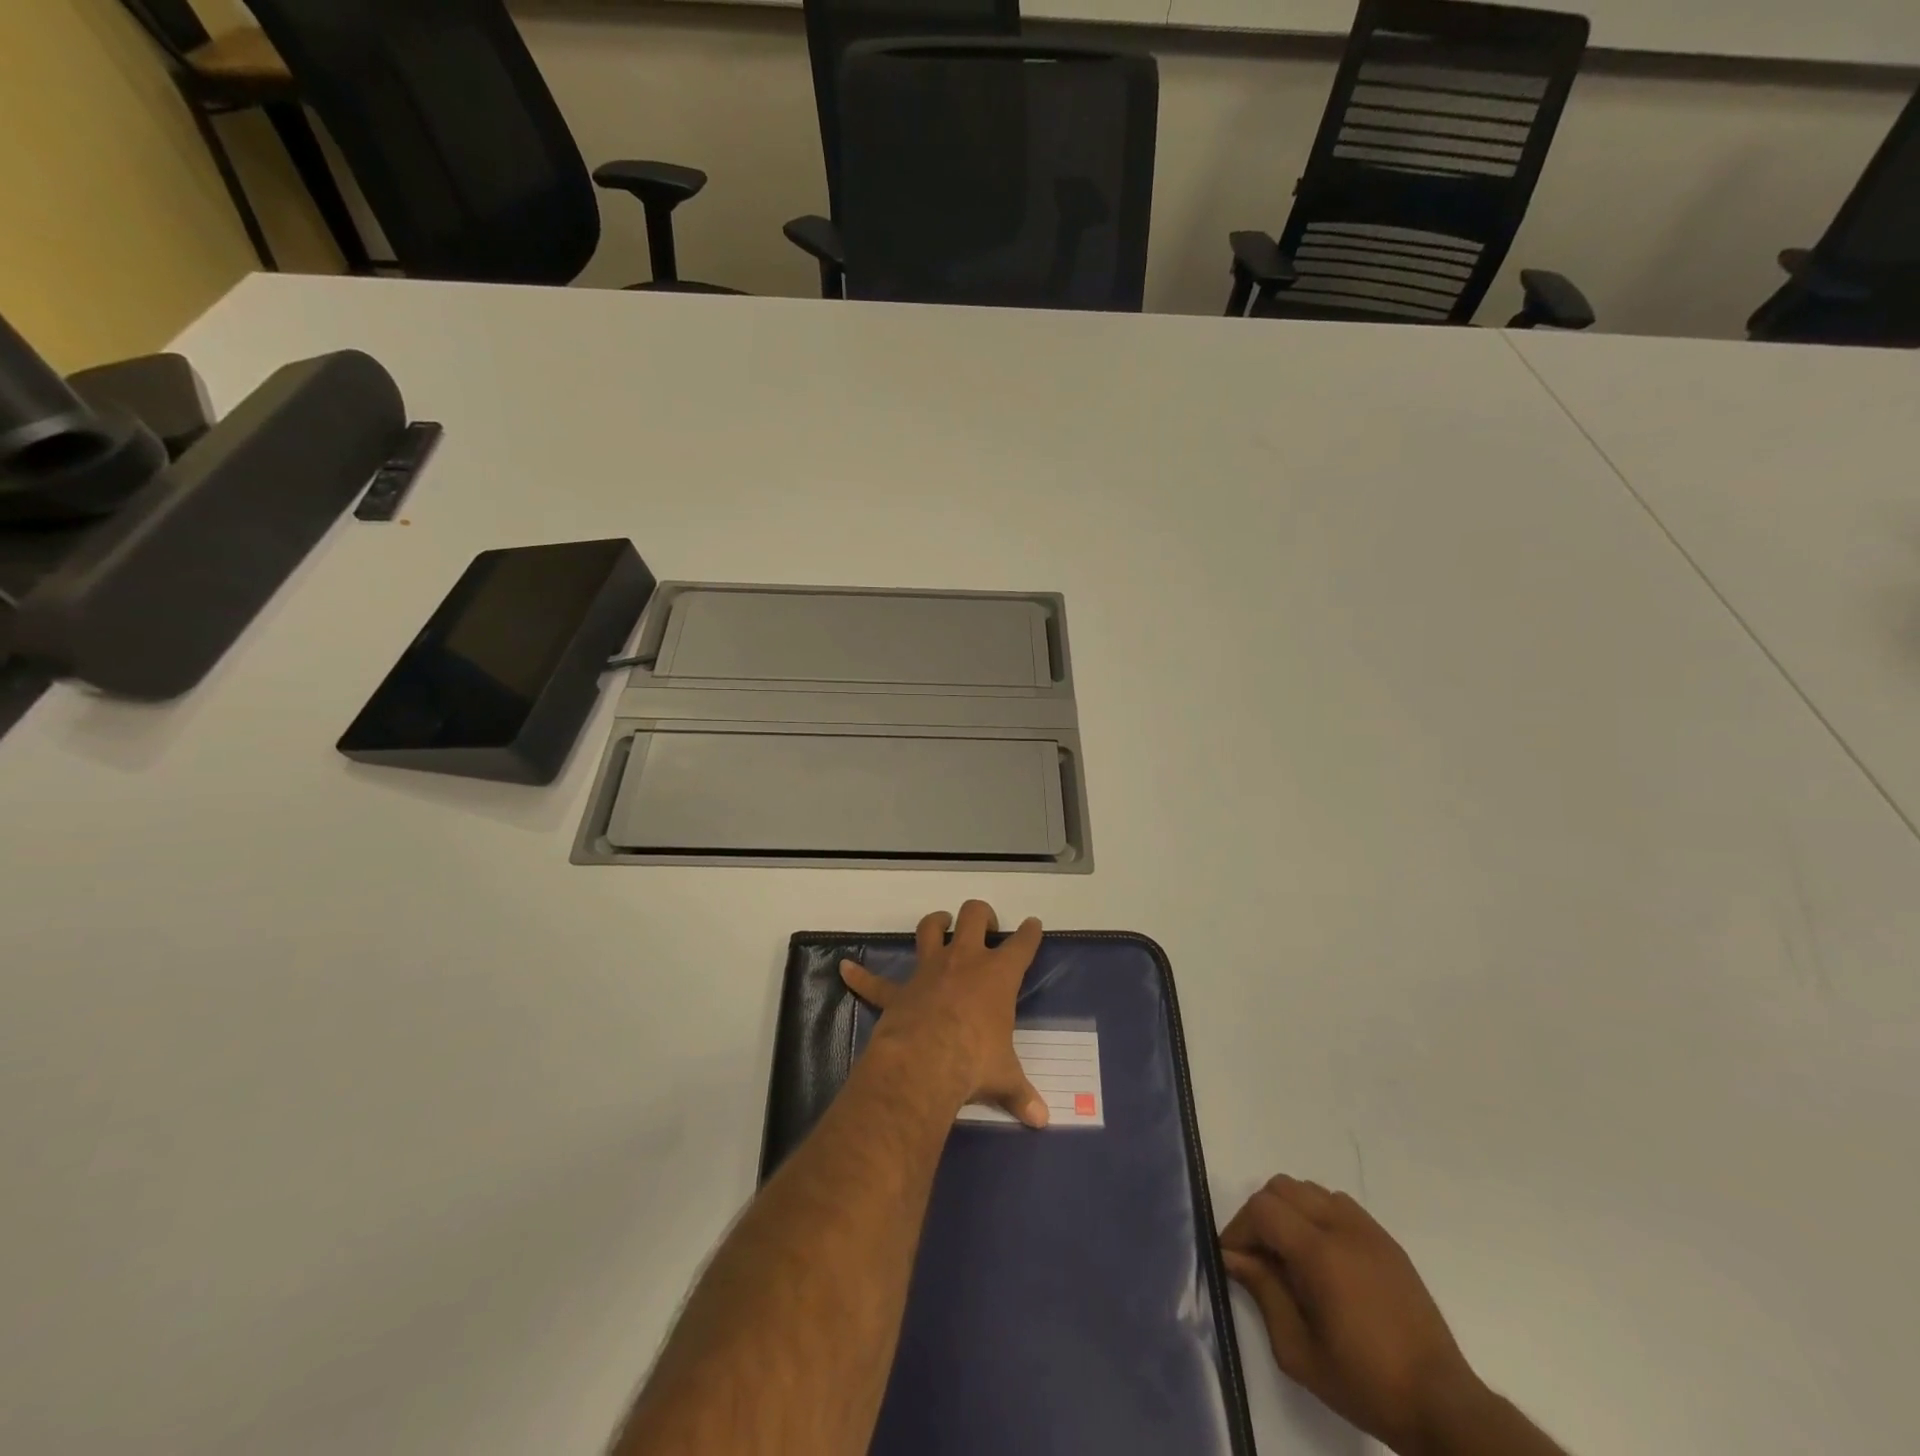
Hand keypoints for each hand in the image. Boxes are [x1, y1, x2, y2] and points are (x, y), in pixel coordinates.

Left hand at [840, 901, 1048, 1127]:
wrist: (925, 1061)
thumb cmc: (974, 1062)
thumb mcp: (1004, 1077)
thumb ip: (1021, 1093)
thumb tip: (1041, 1120)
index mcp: (998, 976)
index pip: (1021, 945)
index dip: (1029, 933)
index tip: (1032, 925)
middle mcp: (964, 961)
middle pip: (973, 916)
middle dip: (982, 914)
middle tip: (986, 925)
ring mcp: (928, 971)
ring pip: (930, 929)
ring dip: (935, 922)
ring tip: (941, 922)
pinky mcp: (898, 990)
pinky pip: (874, 981)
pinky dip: (860, 975)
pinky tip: (845, 968)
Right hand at [1221, 1175, 1484, 1455]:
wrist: (1441, 1405)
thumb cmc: (1365, 1383)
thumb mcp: (1299, 1352)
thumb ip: (1263, 1293)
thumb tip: (1233, 1257)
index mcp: (1320, 1253)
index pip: (1262, 1209)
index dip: (1239, 1229)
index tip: (1232, 1259)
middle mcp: (1342, 1227)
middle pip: (1282, 1188)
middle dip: (1260, 1215)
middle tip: (1258, 1257)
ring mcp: (1368, 1230)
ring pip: (1310, 1191)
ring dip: (1289, 1212)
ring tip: (1290, 1256)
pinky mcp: (1386, 1241)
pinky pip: (1339, 1205)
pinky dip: (1318, 1215)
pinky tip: (1323, 1257)